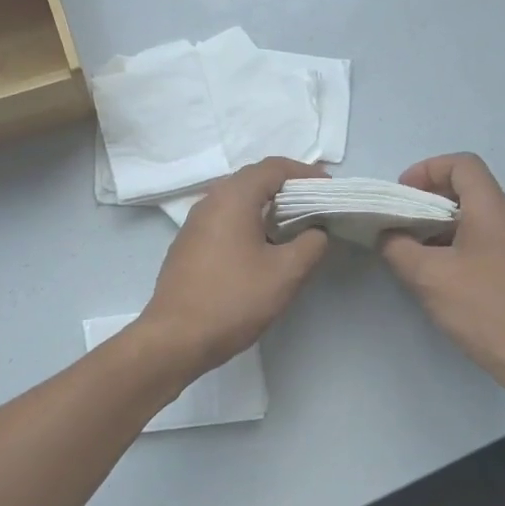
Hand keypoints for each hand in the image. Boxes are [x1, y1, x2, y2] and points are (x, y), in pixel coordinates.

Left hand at [139, 158, 330, 376]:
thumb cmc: (234, 300)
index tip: (329, 190)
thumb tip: (316, 231)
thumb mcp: (286, 273)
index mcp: (233, 197)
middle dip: (287, 189)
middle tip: (315, 207)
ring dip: (266, 208)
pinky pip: (224, 222)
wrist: (176, 338)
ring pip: (236, 202)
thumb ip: (311, 244)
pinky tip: (261, 250)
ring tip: (294, 228)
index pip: (274, 167)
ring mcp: (193, 224)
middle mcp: (209, 201)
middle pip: (253, 180)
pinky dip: (248, 224)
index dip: (305, 174)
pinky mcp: (187, 246)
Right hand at [379, 153, 504, 395]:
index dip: (427, 169)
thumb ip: (398, 248)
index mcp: (491, 209)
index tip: (400, 195)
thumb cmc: (483, 308)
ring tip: (408, 248)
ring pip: (470, 217)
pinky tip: (432, 272)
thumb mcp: (428, 277)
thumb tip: (387, 235)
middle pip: (466, 188)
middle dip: (426, 198)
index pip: (462, 164)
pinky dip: (450, 244)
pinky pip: (478, 240)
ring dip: (436, 224)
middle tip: (397, 222)